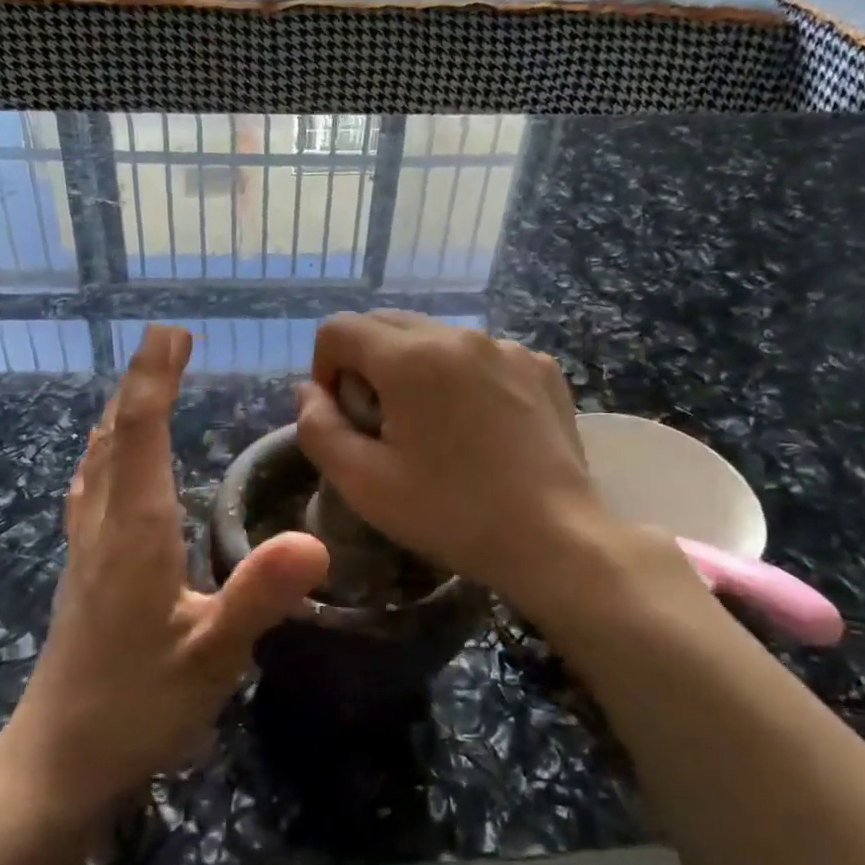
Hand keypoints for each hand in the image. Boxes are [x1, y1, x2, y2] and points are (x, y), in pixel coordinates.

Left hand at [0, 326, 327, 824]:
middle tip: (167, 341)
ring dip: (120, 414)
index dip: (154, 380)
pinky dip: (105, 453)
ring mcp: (84, 550)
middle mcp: (103, 528)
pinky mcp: (80, 572)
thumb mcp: (209, 658)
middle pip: (114, 436)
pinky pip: (90, 489)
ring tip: (142, 386)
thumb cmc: (136, 710)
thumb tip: (314, 540)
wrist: (56, 762)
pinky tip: (107, 463)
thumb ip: (257, 596)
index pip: (140, 435)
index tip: (170, 333)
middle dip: (140, 383)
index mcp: (135, 534)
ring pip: (96, 461)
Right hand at [296, 312, 657, 620]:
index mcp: (410, 357)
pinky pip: (480, 356)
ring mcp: (507, 347)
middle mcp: (459, 335)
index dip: (324, 370)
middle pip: (385, 325)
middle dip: (366, 365)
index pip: (338, 330)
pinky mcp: (540, 367)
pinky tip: (479, 428)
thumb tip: (309, 392)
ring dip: (414, 370)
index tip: (344, 418)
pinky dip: (462, 378)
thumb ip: (318, 428)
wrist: (555, 539)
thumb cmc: (451, 513)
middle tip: (381, 424)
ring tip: (434, 428)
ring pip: (434, 338)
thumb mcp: (363, 483)